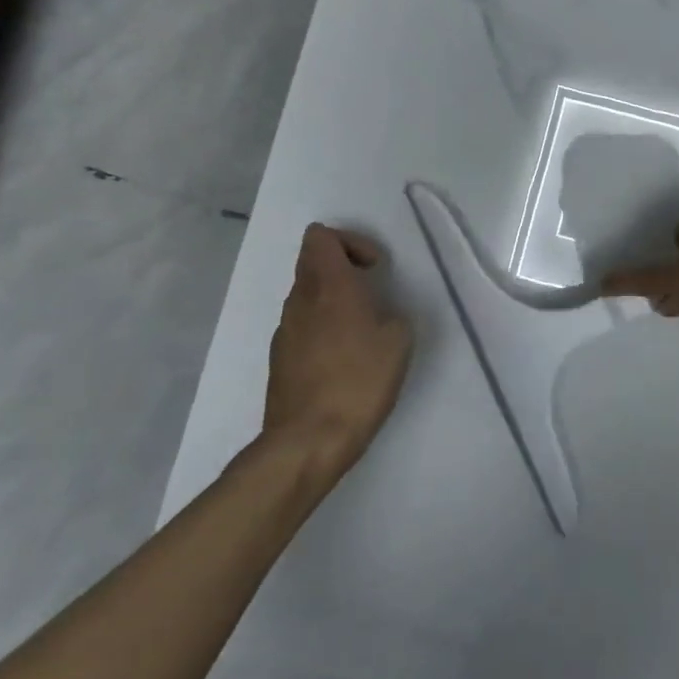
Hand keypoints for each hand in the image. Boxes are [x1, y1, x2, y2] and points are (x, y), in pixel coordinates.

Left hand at [265, 224, 413, 475]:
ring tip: (361, 329)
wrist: (308, 441)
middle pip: (312, 261)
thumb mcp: (399, 341)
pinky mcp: (279, 358)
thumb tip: (380, 315)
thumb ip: (392, 314)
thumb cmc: (359, 382)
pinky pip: (302, 325)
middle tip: (371, 292)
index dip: (350, 241)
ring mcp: (285, 330)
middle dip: (342, 266)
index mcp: (330, 286)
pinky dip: (322, 327)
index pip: (321, 237)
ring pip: (306, 294)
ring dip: (332, 298)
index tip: (374, 268)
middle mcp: (300, 300)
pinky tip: (343, 358)